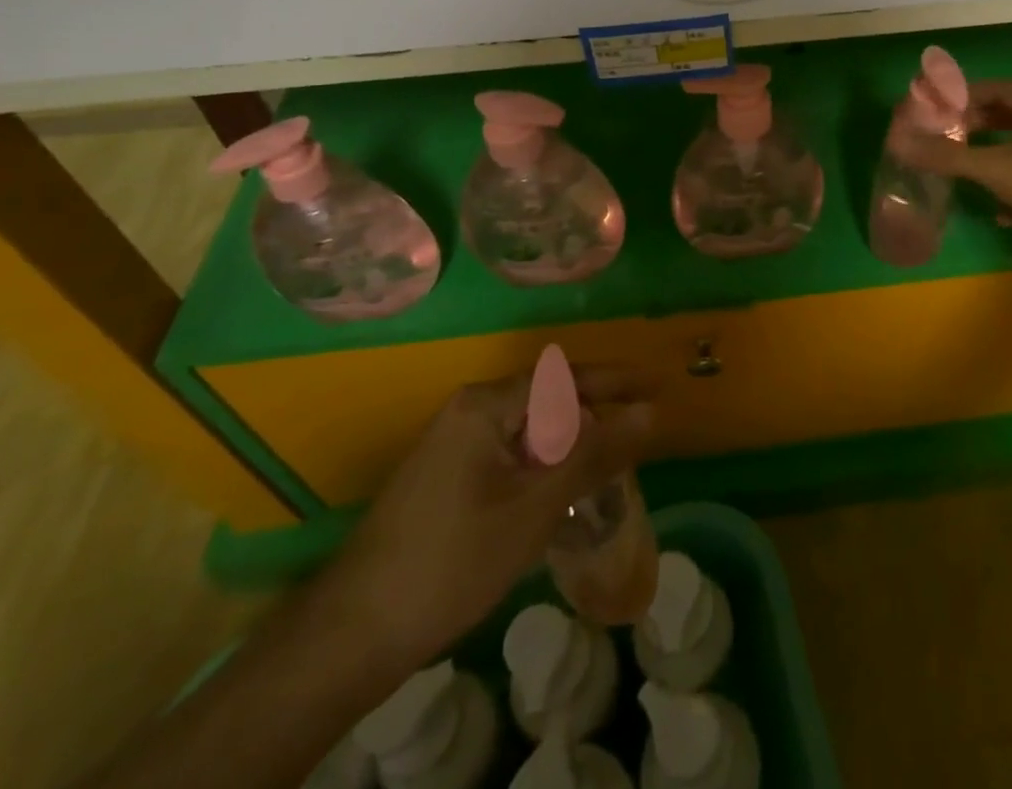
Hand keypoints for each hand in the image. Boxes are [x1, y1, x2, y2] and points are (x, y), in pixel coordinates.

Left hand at [320, 362, 655, 667]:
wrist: (352, 634)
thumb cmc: (452, 561)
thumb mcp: (535, 507)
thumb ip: (594, 454)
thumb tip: (649, 414)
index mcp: (487, 404)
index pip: (566, 378)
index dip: (617, 381)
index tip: (659, 386)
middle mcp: (469, 411)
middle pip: (549, 401)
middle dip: (595, 418)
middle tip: (638, 437)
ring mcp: (454, 444)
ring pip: (530, 432)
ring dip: (570, 447)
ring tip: (610, 469)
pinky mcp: (447, 477)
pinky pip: (510, 455)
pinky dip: (543, 469)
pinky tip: (562, 497)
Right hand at [891, 79, 1011, 273]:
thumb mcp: (994, 168)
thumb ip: (945, 156)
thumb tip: (897, 142)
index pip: (994, 89)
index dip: (961, 97)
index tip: (934, 111)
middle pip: (1008, 119)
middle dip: (975, 131)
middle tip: (944, 141)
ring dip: (993, 162)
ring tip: (964, 174)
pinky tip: (1000, 213)